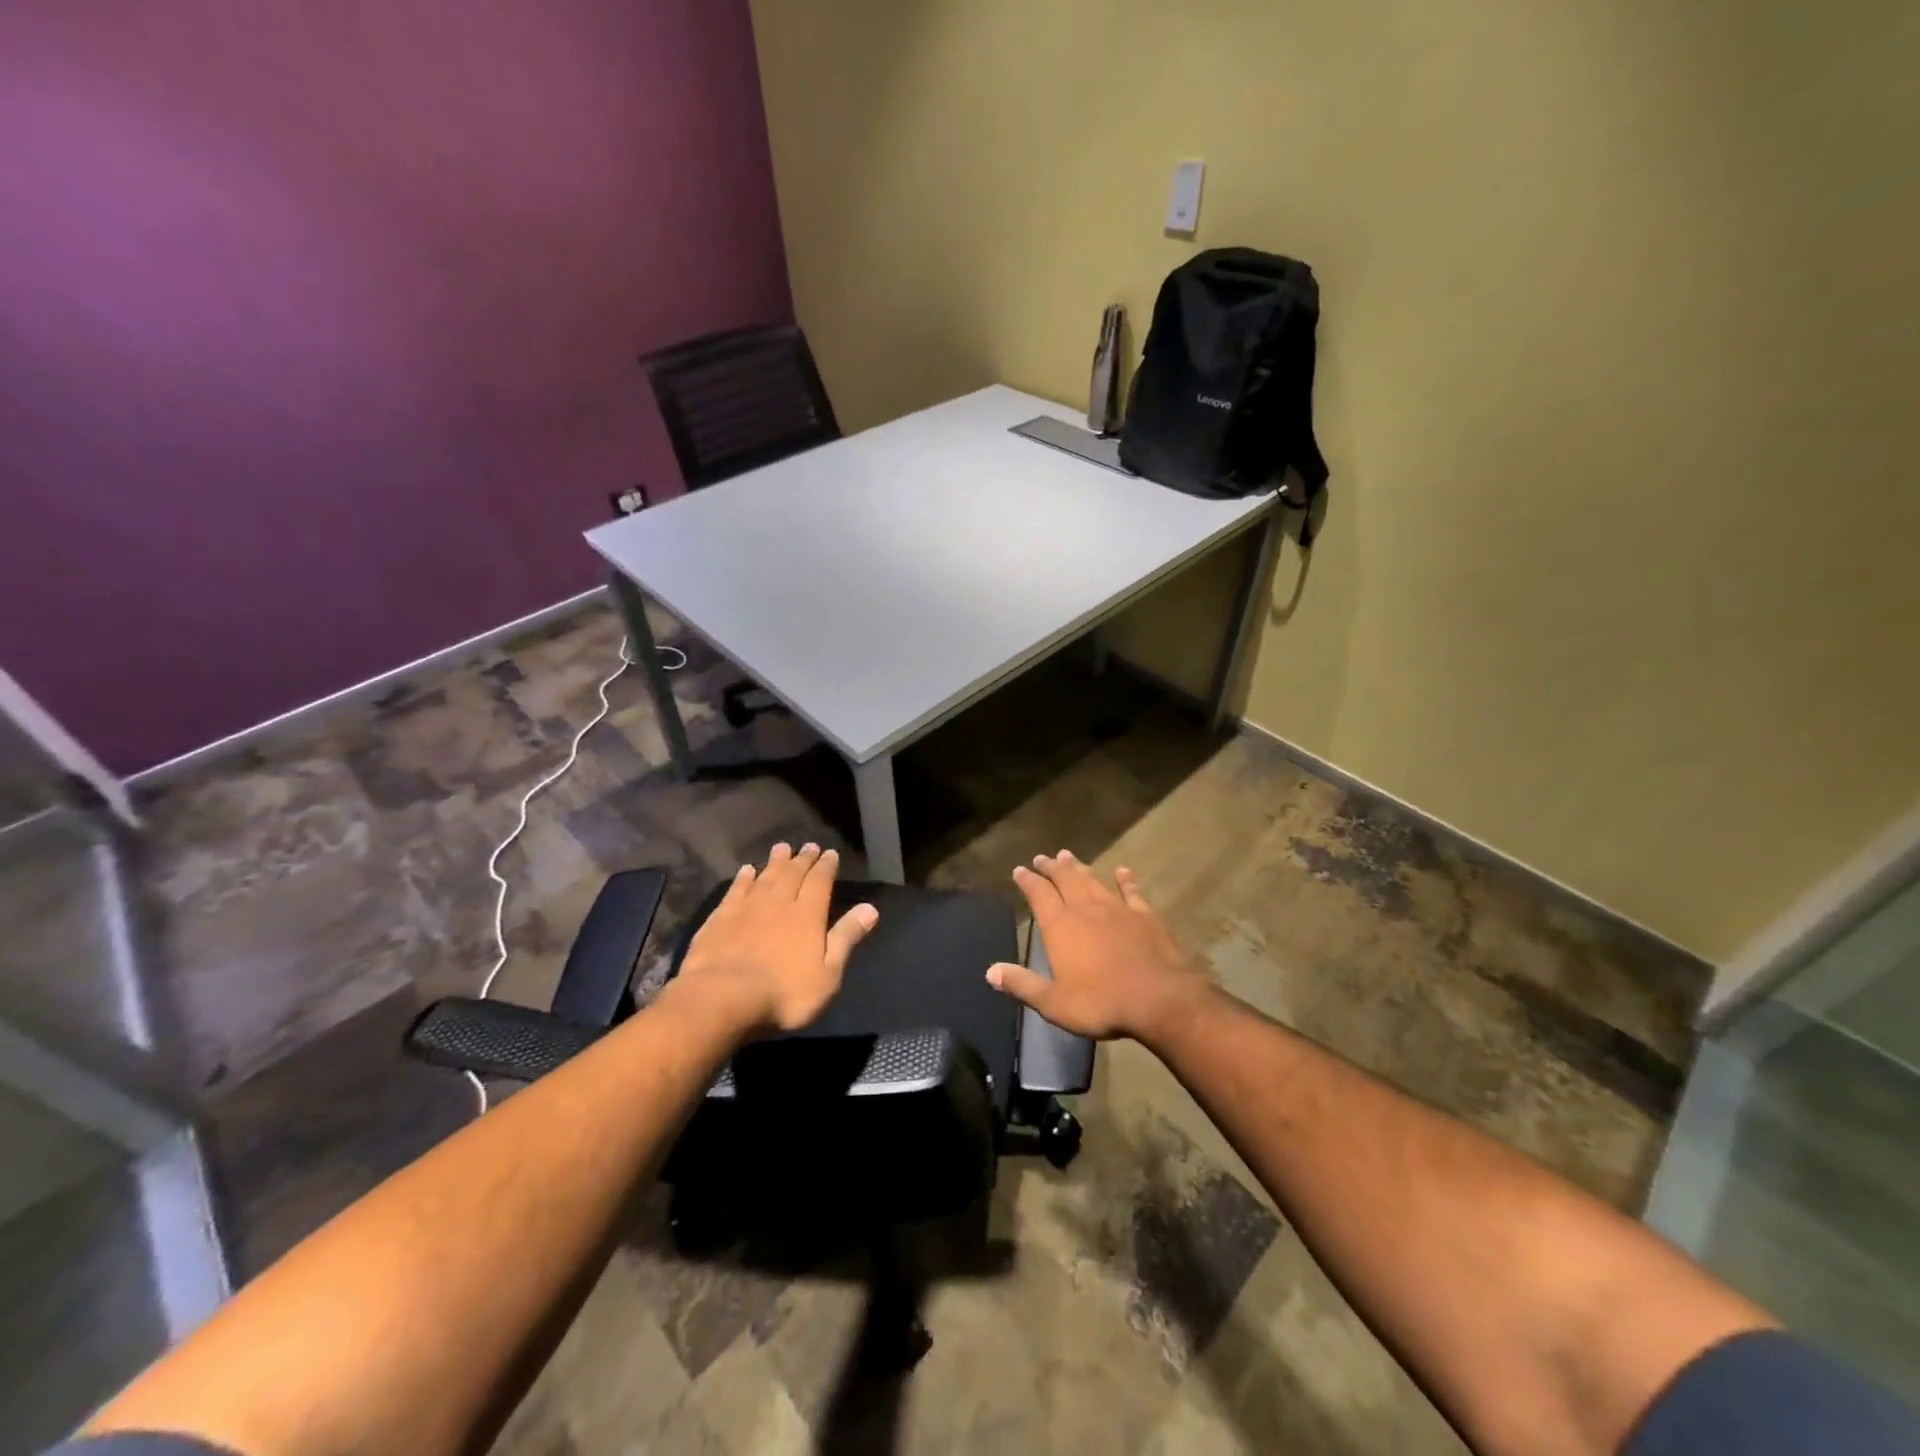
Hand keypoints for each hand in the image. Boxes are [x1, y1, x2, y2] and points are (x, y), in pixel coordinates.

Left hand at [673, 843, 877, 1034]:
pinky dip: (743, 878)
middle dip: (803, 859)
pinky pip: (736, 890)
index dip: (826, 866)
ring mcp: (747, 908)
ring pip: (765, 876)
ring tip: (782, 848)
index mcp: (807, 914)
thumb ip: (846, 938)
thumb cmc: (783, 993)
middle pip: (793, 874)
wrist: (722, 998)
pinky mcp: (720, 918)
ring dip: (775, 861)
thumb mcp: (827, 974)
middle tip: (809, 846)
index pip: (820, 882)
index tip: (830, 853)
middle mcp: (779, 902)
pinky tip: (746, 870)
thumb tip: (870, 908)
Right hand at [985, 850, 1213, 1047]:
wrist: (1158, 998)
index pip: (1038, 894)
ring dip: (1080, 868)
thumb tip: (991, 971)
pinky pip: (1132, 892)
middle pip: (1065, 879)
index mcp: (1060, 925)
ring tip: (1069, 856)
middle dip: (1051, 867)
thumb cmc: (1101, 1002)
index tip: (1019, 870)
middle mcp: (1085, 908)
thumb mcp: (1054, 1002)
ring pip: (1093, 880)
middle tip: (1043, 857)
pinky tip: (1123, 871)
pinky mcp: (1144, 916)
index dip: (1027, 880)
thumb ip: (1022, 985)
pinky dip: (1125, 880)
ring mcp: (1117, 909)